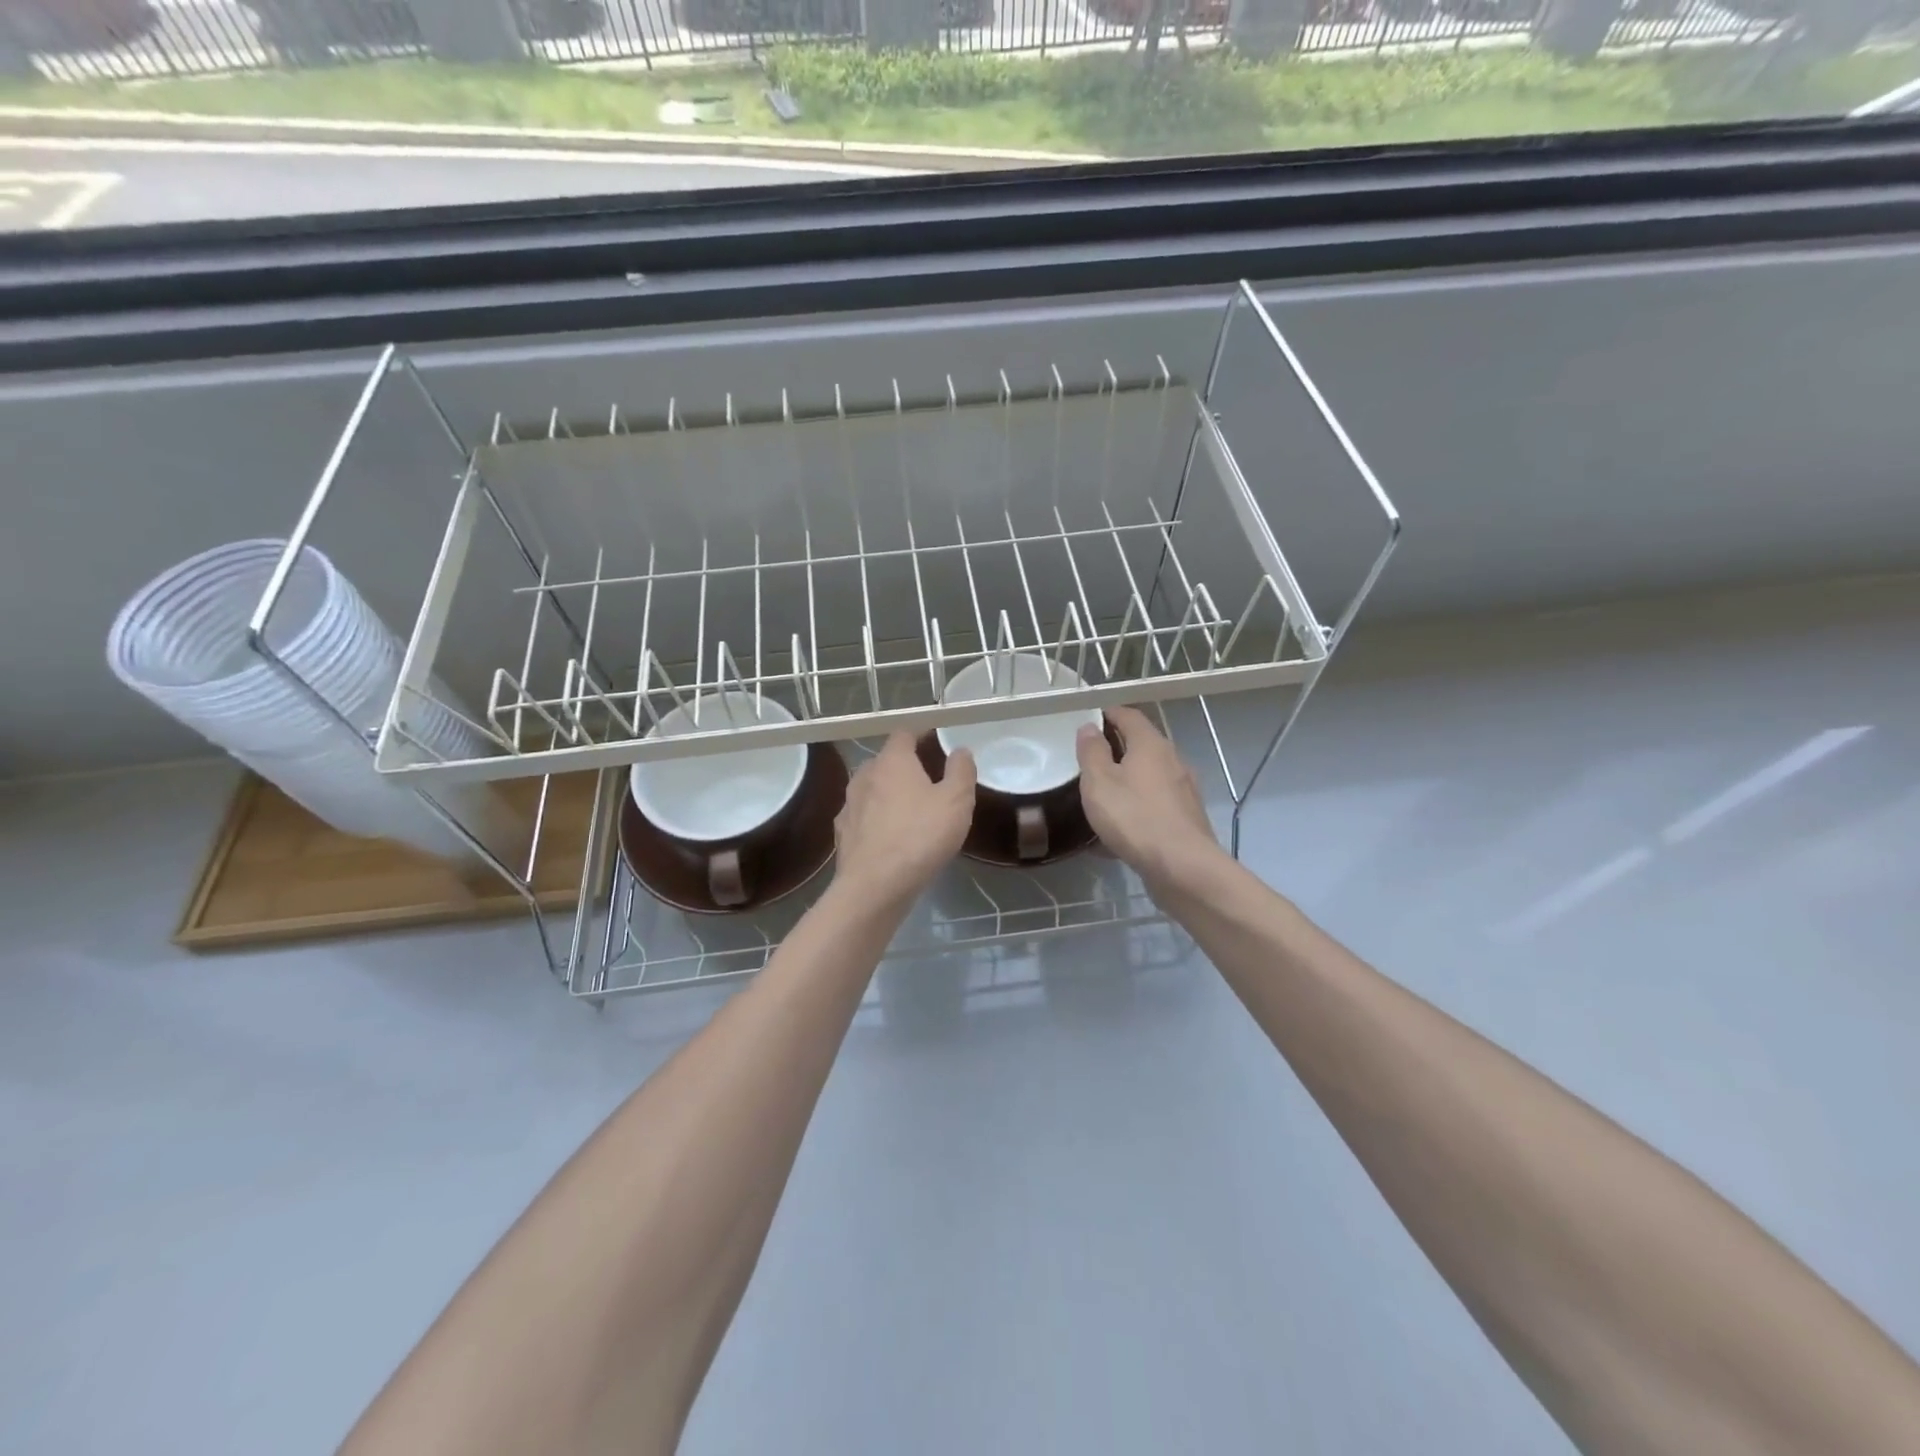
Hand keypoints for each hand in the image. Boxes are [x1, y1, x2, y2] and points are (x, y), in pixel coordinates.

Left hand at [833, 732, 975, 907]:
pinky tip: (891, 834)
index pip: (904, 734)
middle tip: (930, 777)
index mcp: (891, 762)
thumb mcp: (956, 802)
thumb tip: (960, 750)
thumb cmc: (920, 837)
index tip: (936, 739)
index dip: (921, 734)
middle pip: (886, 761)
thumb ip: (961, 771)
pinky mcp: (843, 834)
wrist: (875, 887)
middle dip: (906, 765)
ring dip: (890, 792)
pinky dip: (877, 818)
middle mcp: (865, 776)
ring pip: (872, 789)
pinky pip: (864, 816)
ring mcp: (849, 805)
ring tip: (911, 807)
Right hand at [1076, 706, 1222, 891]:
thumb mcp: (1099, 782)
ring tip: (1102, 795)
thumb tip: (1089, 728)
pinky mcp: (1186, 817)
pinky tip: (1119, 829)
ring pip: (1150, 776)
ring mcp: (1184, 790)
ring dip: (1127, 780)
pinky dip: (1137, 807)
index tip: (1088, 721)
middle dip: (1116, 748)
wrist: (1182, 867)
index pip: (1129, 715)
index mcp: (1151, 744)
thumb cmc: (1134, 817)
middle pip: (1142, 744)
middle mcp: (1173, 760)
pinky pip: (1155, 804)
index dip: (1108, 714)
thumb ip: (1091, 752)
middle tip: (1089, 760)